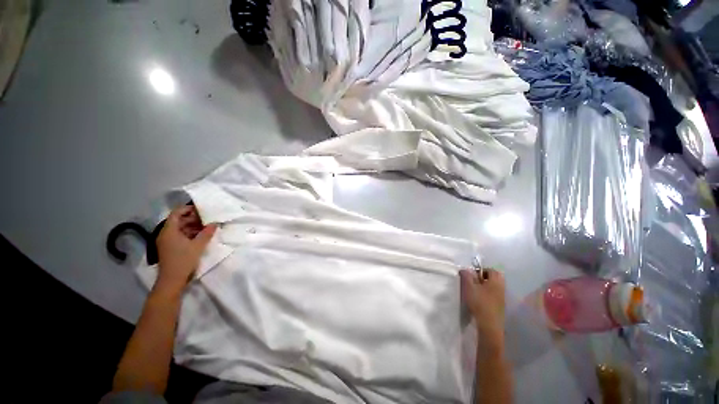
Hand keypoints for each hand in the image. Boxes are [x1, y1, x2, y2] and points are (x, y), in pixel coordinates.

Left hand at [155, 205, 216, 293]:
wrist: (172, 281)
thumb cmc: (183, 260)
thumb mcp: (198, 246)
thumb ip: (207, 233)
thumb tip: (215, 223)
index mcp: (169, 231)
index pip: (176, 213)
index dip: (188, 209)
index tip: (201, 209)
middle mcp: (165, 234)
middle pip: (178, 220)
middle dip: (193, 218)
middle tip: (207, 218)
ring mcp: (166, 241)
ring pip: (180, 228)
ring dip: (192, 226)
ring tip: (207, 227)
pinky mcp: (170, 248)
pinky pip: (179, 235)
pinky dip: (189, 233)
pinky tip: (201, 236)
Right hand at [460, 268, 505, 342]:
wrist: (490, 325)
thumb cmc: (480, 303)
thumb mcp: (469, 287)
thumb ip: (467, 276)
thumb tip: (465, 269)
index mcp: (496, 281)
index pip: (491, 269)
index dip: (481, 270)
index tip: (472, 275)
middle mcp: (502, 287)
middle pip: (493, 278)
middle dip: (483, 278)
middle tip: (473, 282)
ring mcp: (502, 298)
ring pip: (493, 287)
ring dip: (485, 287)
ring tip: (474, 292)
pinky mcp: (500, 306)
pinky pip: (494, 295)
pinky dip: (487, 295)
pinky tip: (479, 301)